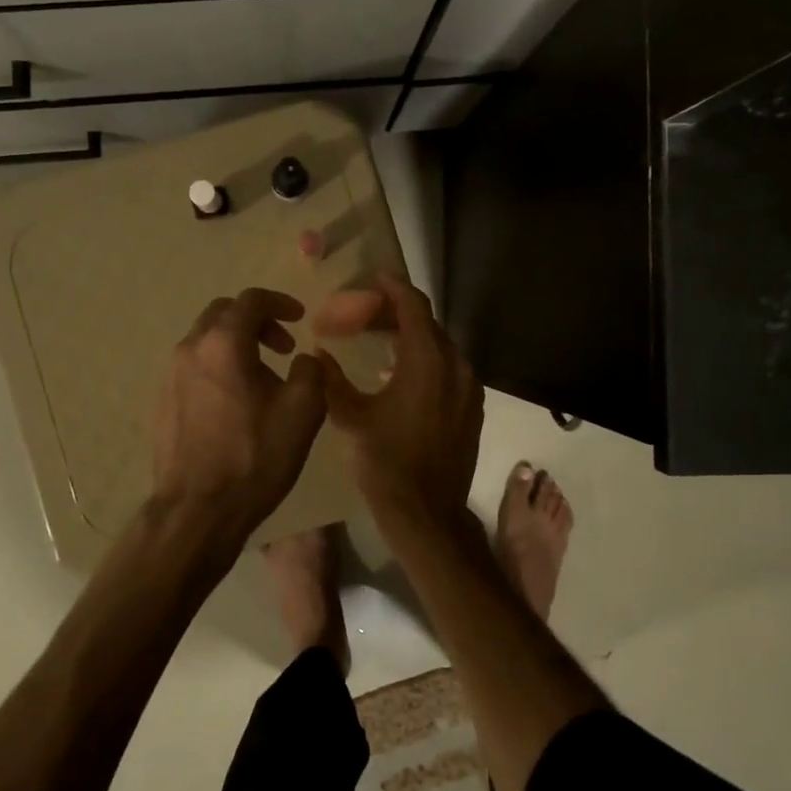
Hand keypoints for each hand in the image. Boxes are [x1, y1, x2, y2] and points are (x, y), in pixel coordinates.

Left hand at [150, 288, 326, 570]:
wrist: (198, 510)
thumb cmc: (255, 457)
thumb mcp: (303, 411)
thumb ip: (310, 371)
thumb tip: (303, 360)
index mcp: (223, 344)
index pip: (251, 300)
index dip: (280, 303)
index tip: (300, 318)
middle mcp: (190, 349)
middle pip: (223, 313)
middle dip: (256, 321)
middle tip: (282, 346)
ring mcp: (170, 375)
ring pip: (205, 340)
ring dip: (236, 344)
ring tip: (262, 377)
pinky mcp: (162, 400)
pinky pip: (194, 366)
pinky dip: (218, 366)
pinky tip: (236, 400)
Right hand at [313, 273, 482, 525]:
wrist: (427, 513)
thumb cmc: (386, 462)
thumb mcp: (352, 418)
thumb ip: (332, 380)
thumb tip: (318, 355)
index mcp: (428, 361)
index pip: (414, 306)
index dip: (394, 287)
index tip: (375, 277)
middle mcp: (456, 366)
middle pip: (429, 324)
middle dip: (399, 313)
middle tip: (367, 312)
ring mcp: (470, 388)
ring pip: (441, 347)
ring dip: (413, 337)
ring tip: (380, 341)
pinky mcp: (473, 408)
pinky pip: (449, 369)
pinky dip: (427, 361)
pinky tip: (400, 375)